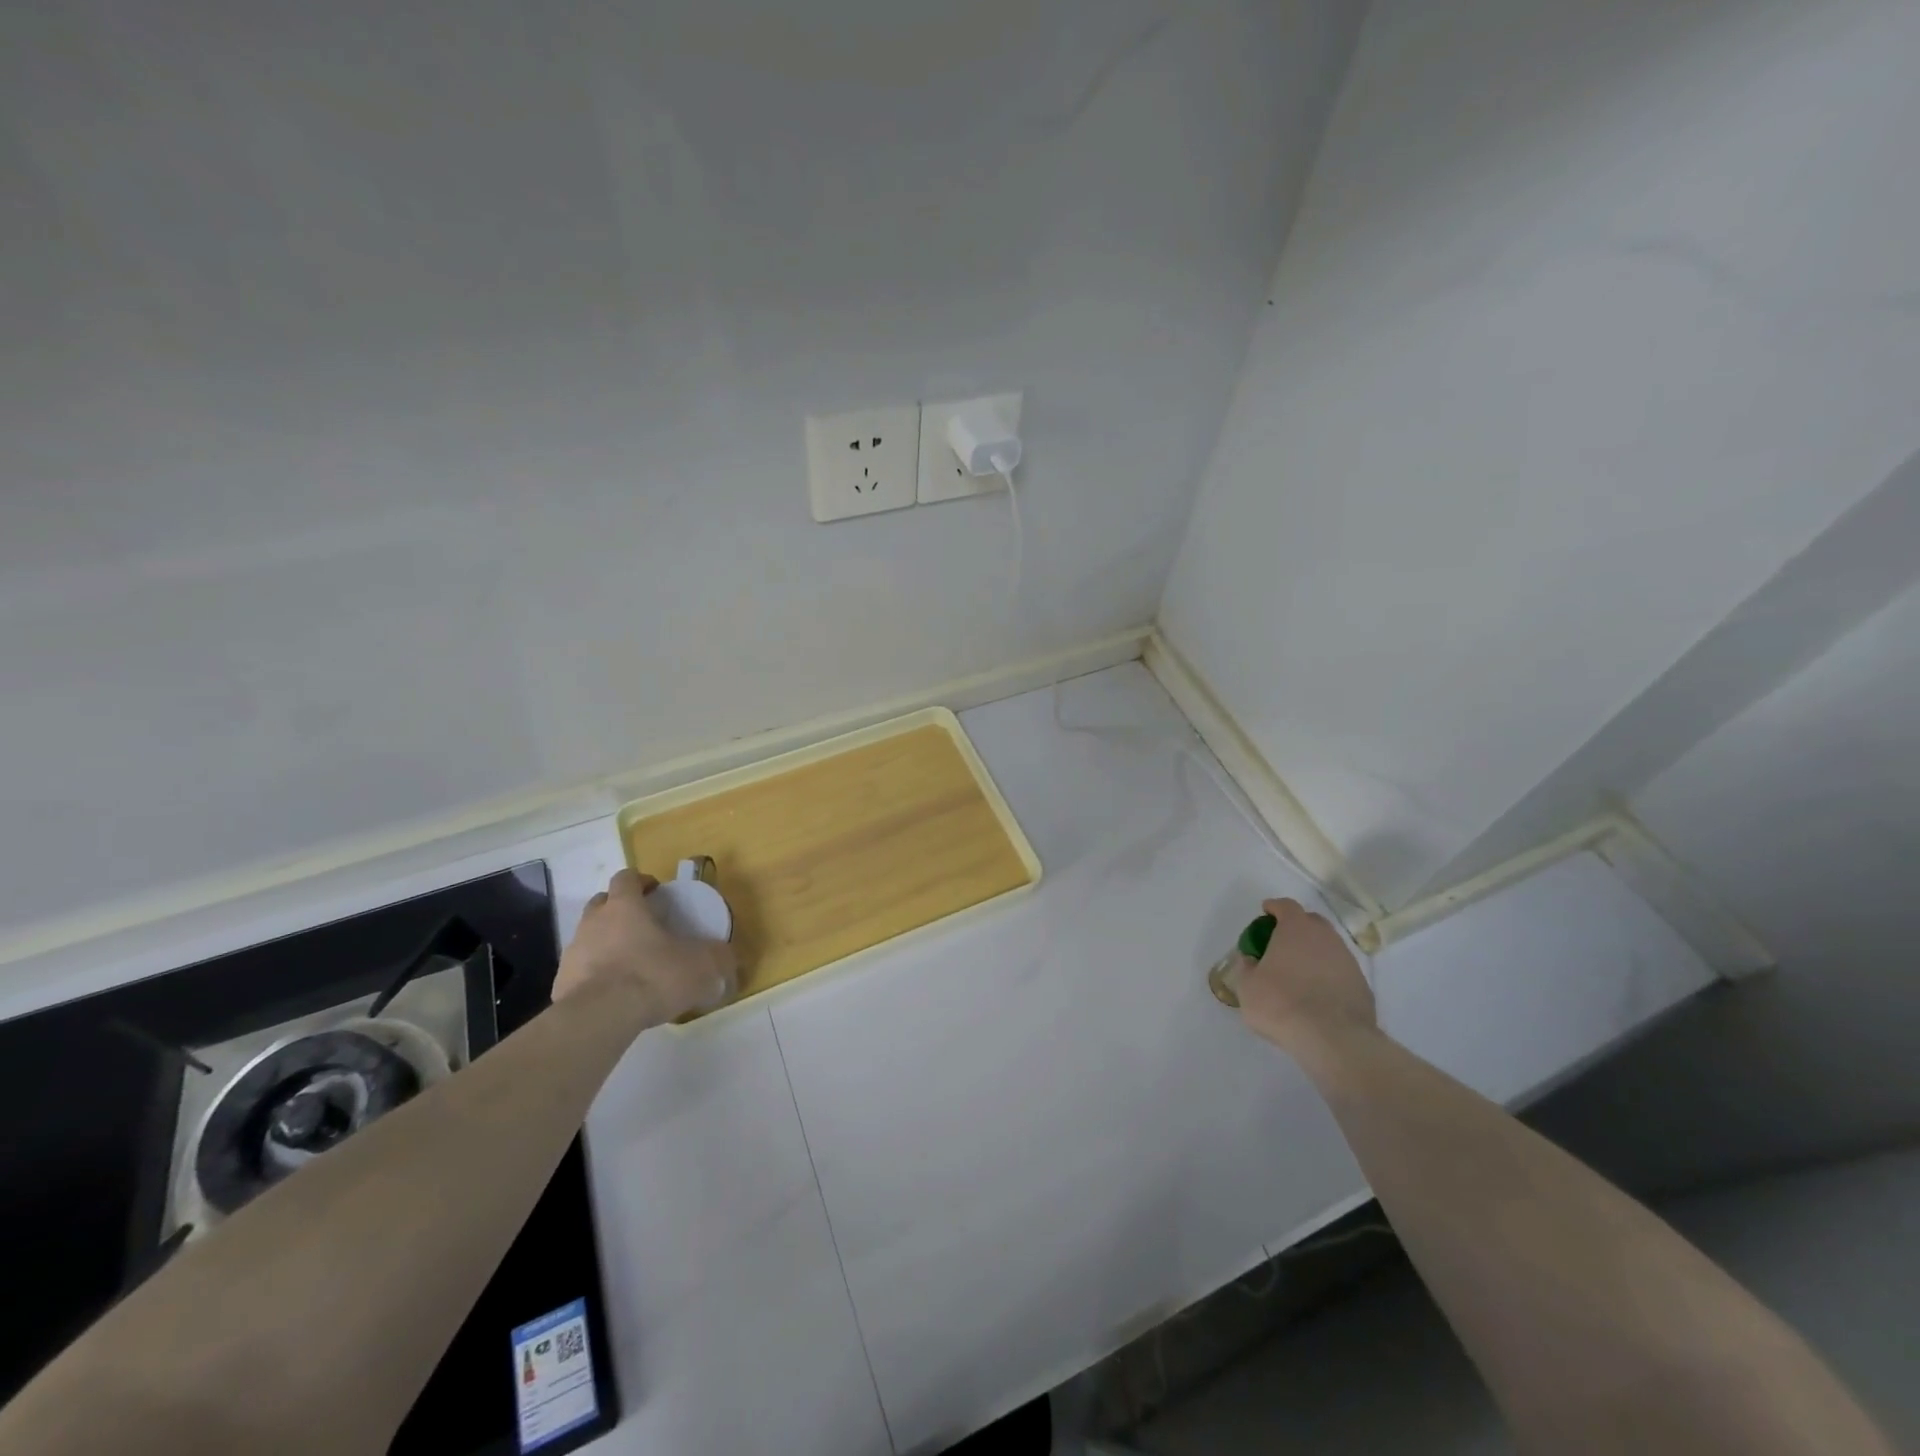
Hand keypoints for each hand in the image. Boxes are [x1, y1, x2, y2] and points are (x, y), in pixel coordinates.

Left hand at [554, 868, 738, 1022]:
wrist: (599, 1018)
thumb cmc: (652, 976)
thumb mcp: (701, 965)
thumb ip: (719, 957)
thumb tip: (729, 957)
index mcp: (625, 906)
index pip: (626, 878)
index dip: (641, 882)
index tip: (656, 893)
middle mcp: (594, 922)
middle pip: (602, 903)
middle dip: (620, 909)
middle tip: (643, 926)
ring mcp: (573, 953)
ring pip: (589, 936)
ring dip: (606, 943)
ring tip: (630, 964)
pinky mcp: (561, 984)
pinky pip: (581, 971)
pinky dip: (595, 975)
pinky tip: (614, 994)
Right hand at [1236, 897, 1375, 1058]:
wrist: (1333, 1039)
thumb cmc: (1281, 1003)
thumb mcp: (1247, 987)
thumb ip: (1246, 967)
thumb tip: (1251, 961)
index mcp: (1296, 928)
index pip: (1286, 906)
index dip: (1274, 907)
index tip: (1266, 913)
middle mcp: (1325, 937)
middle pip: (1311, 922)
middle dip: (1297, 927)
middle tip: (1282, 943)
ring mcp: (1348, 960)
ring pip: (1329, 947)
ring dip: (1314, 953)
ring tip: (1300, 973)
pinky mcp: (1362, 985)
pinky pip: (1340, 971)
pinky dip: (1328, 975)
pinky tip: (1319, 994)